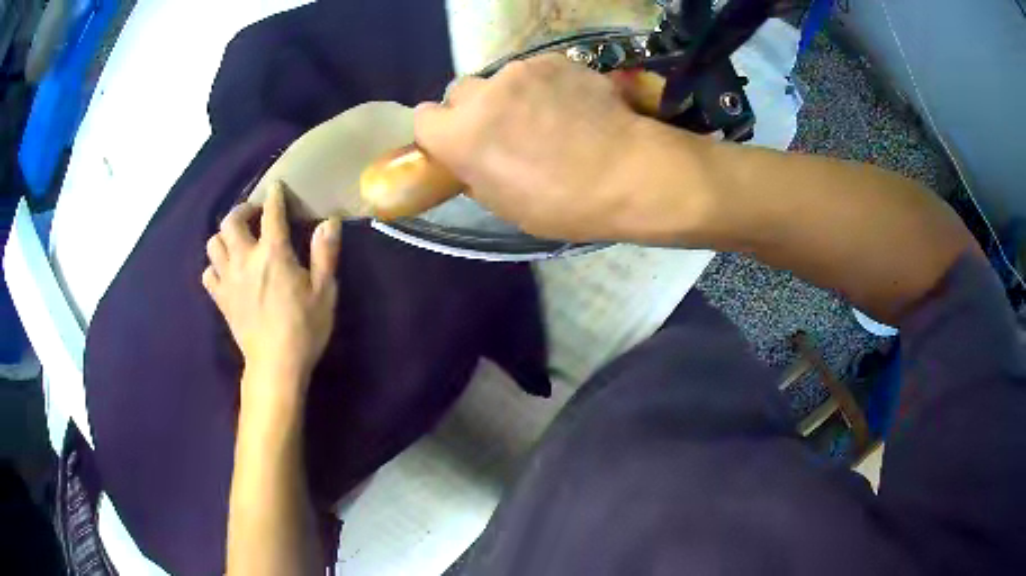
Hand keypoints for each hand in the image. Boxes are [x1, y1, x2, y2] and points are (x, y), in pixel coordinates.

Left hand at [202, 181, 341, 396]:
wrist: (275, 366)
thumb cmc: (304, 329)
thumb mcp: (325, 292)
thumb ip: (325, 253)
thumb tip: (329, 222)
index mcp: (273, 253)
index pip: (271, 212)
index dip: (274, 195)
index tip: (276, 187)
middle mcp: (245, 259)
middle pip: (231, 221)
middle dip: (242, 210)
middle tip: (253, 215)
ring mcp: (228, 279)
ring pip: (213, 243)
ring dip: (224, 236)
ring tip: (237, 241)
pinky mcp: (221, 299)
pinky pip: (207, 273)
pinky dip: (214, 266)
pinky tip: (226, 271)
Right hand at [415, 54, 662, 241]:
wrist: (628, 172)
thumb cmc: (563, 204)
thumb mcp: (504, 204)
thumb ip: (474, 172)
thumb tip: (470, 158)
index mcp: (460, 135)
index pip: (423, 118)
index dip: (439, 132)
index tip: (458, 144)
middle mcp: (483, 93)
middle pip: (460, 93)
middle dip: (474, 110)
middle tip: (504, 130)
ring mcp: (521, 71)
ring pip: (500, 79)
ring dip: (511, 96)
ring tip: (547, 118)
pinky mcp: (555, 60)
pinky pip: (536, 71)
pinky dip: (544, 85)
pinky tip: (571, 105)